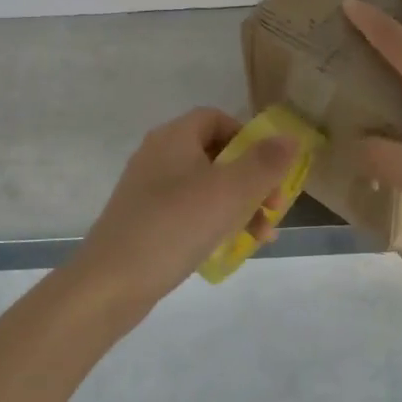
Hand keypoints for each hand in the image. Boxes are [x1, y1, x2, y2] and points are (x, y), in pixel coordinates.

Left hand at [75, 108, 295, 302]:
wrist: (110, 283)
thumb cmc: (175, 226)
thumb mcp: (230, 191)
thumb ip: (265, 162)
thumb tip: (291, 138)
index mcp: (174, 138)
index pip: (216, 118)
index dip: (248, 137)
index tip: (269, 167)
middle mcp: (158, 156)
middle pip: (216, 155)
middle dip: (252, 179)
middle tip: (274, 208)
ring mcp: (148, 191)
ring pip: (206, 187)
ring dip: (239, 206)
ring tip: (262, 236)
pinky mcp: (145, 222)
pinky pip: (189, 212)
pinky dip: (214, 223)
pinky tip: (232, 247)